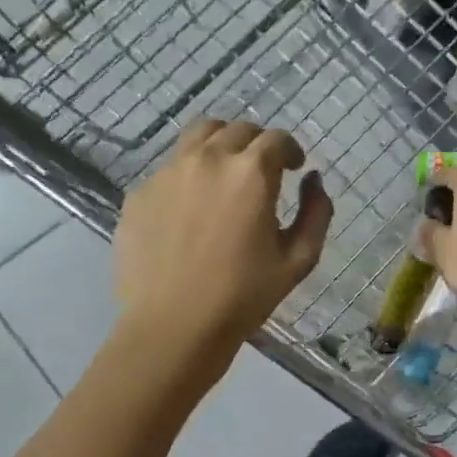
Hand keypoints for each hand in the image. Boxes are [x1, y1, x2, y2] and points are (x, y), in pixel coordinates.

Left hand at [114, 120, 332, 359]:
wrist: (174, 326)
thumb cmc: (244, 296)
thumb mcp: (299, 259)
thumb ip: (316, 212)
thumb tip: (313, 180)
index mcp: (251, 173)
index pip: (277, 139)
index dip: (291, 150)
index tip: (294, 167)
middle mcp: (208, 159)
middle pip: (238, 129)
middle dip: (257, 144)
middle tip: (262, 170)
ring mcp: (168, 173)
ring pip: (198, 136)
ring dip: (221, 145)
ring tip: (225, 173)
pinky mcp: (140, 193)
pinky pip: (170, 168)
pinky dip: (189, 174)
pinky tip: (192, 208)